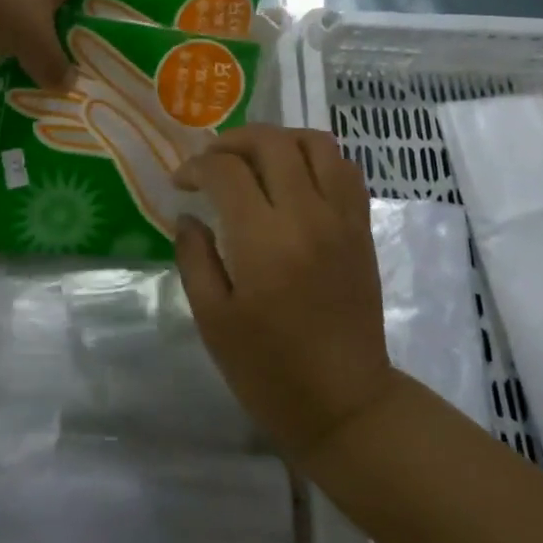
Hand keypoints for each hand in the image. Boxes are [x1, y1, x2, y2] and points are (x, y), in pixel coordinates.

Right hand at [172, 125, 397, 460]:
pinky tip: (295, 176)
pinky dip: (316, 156)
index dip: (196, 167)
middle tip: (211, 161)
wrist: (346, 404)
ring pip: (315, 142)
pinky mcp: (361, 227)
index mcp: (264, 241)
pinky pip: (345, 168)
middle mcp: (307, 215)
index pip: (226, 170)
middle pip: (271, 142)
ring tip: (255, 159)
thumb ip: (195, 258)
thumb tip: (188, 215)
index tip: (181, 182)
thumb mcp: (213, 320)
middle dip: (232, 140)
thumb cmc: (269, 370)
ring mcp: (341, 217)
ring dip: (279, 139)